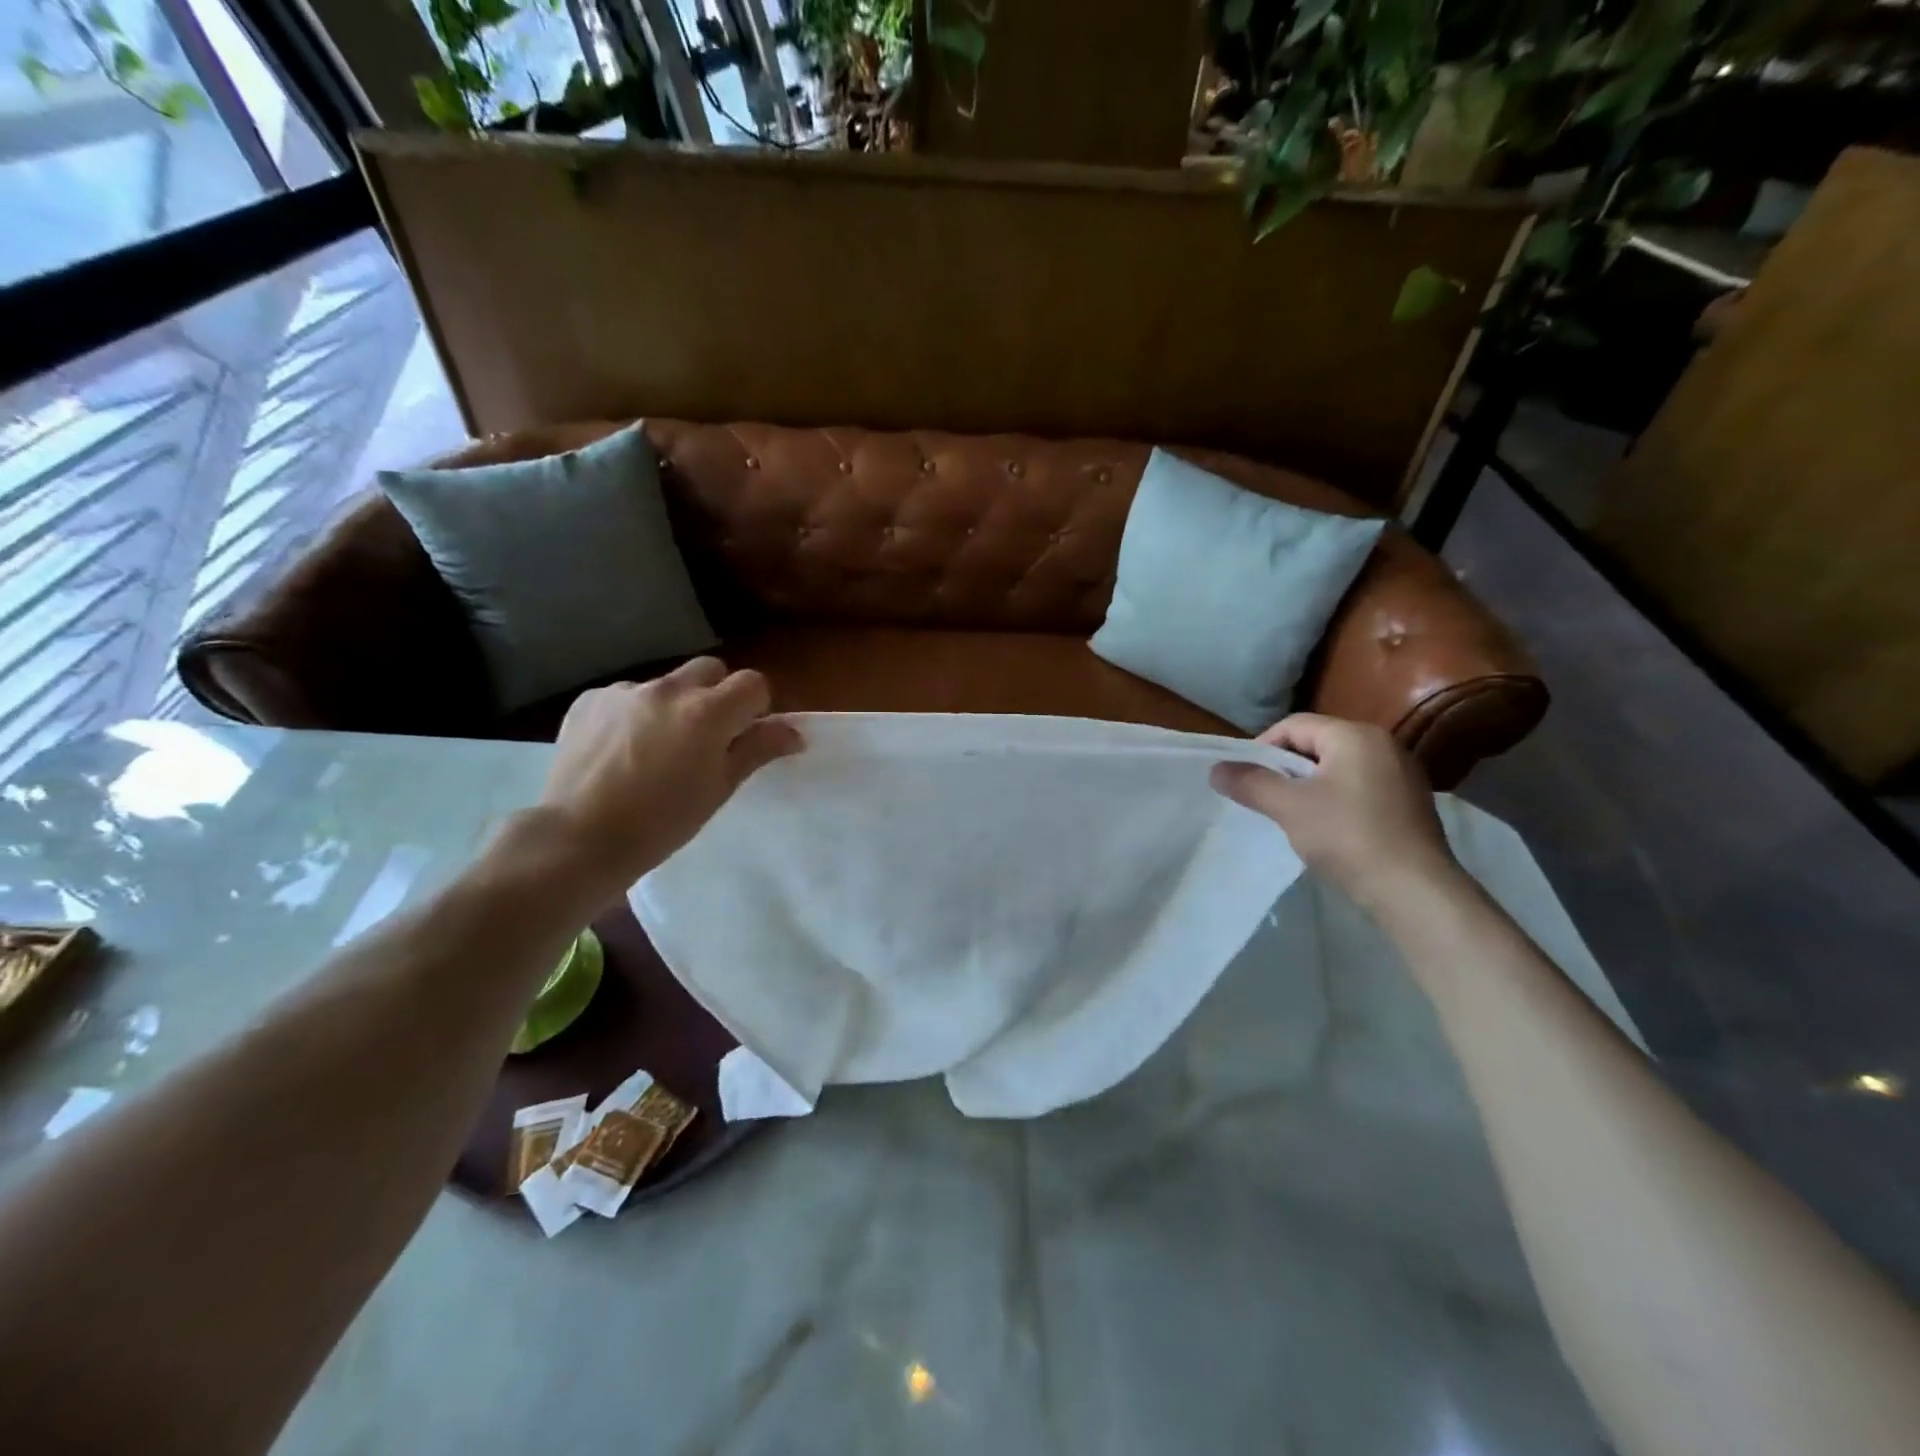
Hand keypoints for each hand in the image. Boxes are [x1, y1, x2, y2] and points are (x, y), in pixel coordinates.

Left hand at [537, 658, 802, 899]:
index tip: (745, 734)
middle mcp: (668, 689)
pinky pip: (626, 696)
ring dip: (673, 705)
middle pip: (710, 669)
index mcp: (708, 711)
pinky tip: (620, 750)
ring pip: (666, 683)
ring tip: (655, 748)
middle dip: (717, 694)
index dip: (756, 706)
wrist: (579, 838)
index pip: (753, 683)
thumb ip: (757, 750)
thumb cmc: (662, 822)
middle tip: (706, 736)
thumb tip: (793, 732)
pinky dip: (633, 714)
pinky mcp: (589, 700)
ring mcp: (624, 691)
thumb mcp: (719, 788)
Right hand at [1210, 713, 1458, 910]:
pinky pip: (1359, 787)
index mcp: (1355, 735)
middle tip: (1264, 797)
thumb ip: (1250, 783)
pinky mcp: (1410, 802)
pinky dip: (1335, 800)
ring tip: (1291, 814)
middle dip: (1285, 768)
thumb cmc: (1347, 836)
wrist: (1414, 890)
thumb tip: (1216, 769)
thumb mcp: (1289, 807)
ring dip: (1309, 785)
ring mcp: (1402, 774)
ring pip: (1338, 768)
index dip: (1262, 748)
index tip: (1245, 778)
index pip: (1294, 725)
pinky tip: (1327, 829)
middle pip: (1317, 744)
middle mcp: (1383, 744)